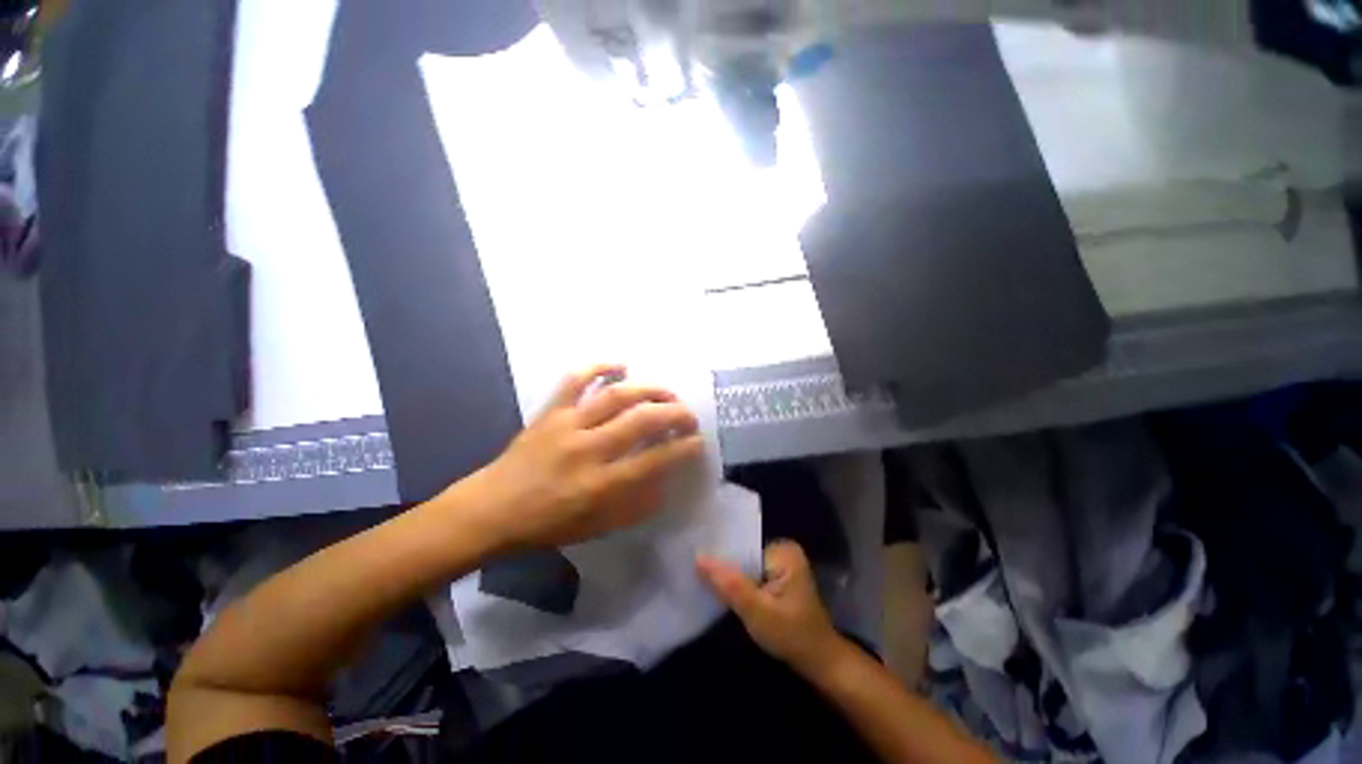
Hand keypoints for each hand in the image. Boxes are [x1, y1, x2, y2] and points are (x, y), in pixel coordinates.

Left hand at [460, 364, 704, 551]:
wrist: (493, 509)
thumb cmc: (548, 523)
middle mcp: (588, 450)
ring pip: (615, 397)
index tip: (697, 440)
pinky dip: (599, 367)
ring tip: (666, 392)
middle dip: (674, 414)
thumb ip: (636, 505)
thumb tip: (665, 480)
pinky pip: (576, 381)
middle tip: (688, 415)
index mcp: (601, 485)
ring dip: (648, 390)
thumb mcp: (598, 527)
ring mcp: (567, 425)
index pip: (655, 460)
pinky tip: (621, 365)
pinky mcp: (550, 411)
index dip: (683, 448)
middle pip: (640, 421)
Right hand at [696, 541, 844, 673]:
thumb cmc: (792, 636)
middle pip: (743, 556)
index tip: (695, 565)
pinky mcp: (778, 578)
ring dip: (730, 579)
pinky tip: (723, 593)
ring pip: (745, 567)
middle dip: (724, 569)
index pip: (741, 547)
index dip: (720, 557)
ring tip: (703, 582)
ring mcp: (781, 564)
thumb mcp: (757, 612)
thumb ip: (728, 584)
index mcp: (783, 549)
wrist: (820, 664)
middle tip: (695, 575)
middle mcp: (782, 550)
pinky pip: (751, 576)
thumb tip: (697, 557)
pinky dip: (739, 586)